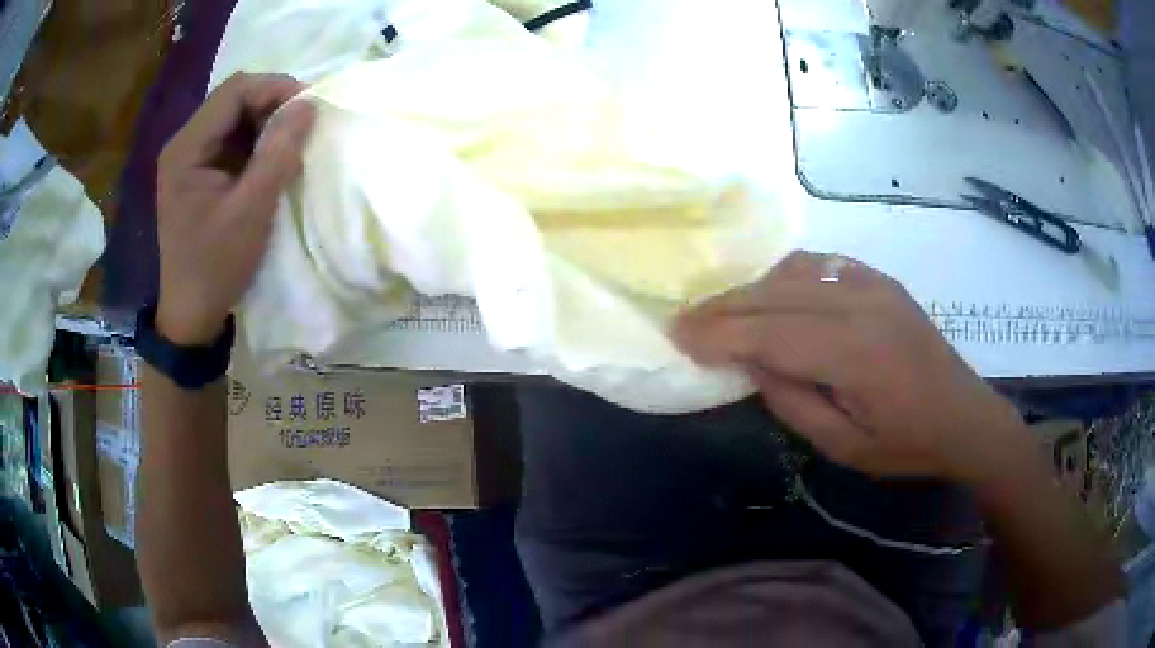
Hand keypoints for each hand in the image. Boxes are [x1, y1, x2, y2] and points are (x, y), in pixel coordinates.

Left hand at [156, 72, 314, 344]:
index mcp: (186, 149)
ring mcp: (190, 159)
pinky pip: (232, 140)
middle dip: (272, 104)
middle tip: (304, 124)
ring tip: (292, 141)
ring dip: (266, 122)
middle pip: (233, 99)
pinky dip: (257, 141)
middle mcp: (184, 145)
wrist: (191, 314)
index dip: (274, 88)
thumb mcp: (250, 212)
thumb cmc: (216, 267)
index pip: (234, 92)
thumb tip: (308, 105)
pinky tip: (272, 158)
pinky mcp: (199, 173)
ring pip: (235, 117)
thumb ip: (278, 154)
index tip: (309, 106)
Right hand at [673, 251, 1024, 485]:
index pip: (770, 333)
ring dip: (750, 290)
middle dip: (722, 308)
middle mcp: (861, 304)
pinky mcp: (880, 280)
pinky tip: (772, 291)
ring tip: (721, 312)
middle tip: (684, 320)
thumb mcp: (844, 446)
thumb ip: (792, 401)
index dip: (719, 333)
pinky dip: (786, 275)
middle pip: (775, 296)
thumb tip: (751, 361)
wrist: (965, 415)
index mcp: (855, 354)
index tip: (679, 337)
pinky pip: (821, 265)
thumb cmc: (907, 444)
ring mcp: (872, 285)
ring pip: (793, 273)